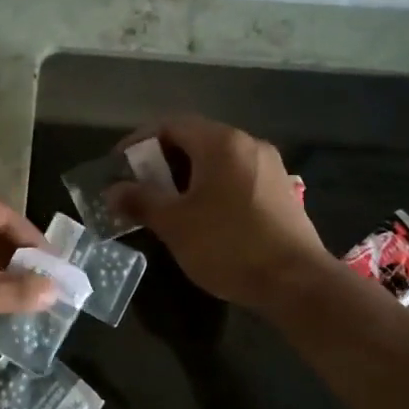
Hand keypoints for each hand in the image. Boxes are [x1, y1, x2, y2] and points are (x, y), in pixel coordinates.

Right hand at [108, 115, 331, 314]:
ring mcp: (269, 167)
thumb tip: (112, 191)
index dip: (138, 142)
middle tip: (138, 188)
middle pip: (195, 140)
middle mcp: (248, 144)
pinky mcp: (280, 191)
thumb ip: (141, 201)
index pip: (170, 125)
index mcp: (221, 143)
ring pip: (216, 161)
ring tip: (165, 205)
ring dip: (186, 177)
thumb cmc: (228, 245)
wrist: (296, 282)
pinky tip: (201, 216)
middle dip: (161, 162)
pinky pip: (235, 177)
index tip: (118, 166)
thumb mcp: (175, 224)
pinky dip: (210, 187)